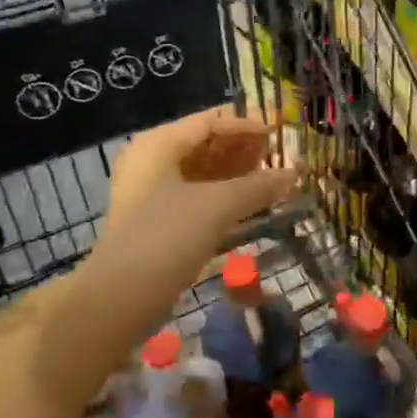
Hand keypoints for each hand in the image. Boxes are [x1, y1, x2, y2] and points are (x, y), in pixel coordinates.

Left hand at [98, 105, 299, 292]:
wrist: (122, 295)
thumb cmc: (168, 236)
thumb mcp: (218, 206)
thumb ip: (258, 186)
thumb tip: (294, 173)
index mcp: (159, 144)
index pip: (210, 121)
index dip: (247, 124)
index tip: (280, 133)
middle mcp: (152, 160)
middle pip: (205, 144)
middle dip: (243, 150)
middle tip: (280, 157)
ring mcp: (151, 192)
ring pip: (201, 172)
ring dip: (236, 174)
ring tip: (272, 180)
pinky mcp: (156, 220)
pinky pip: (196, 196)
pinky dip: (223, 196)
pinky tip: (250, 205)